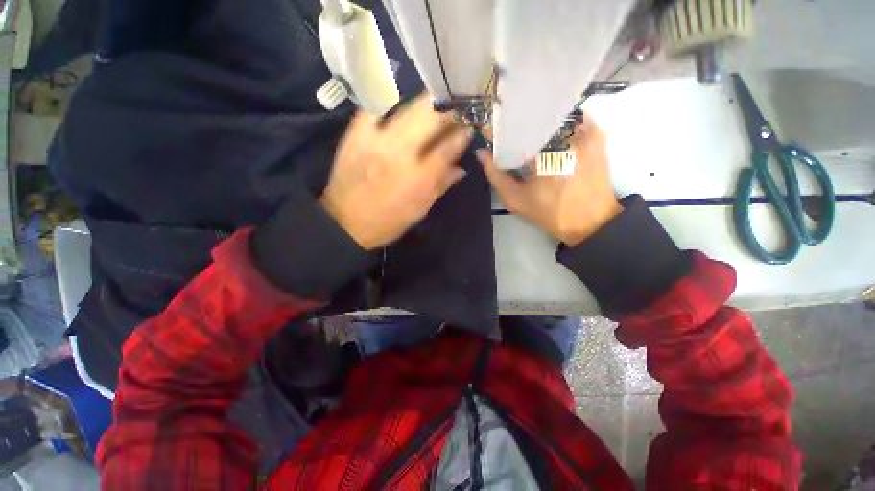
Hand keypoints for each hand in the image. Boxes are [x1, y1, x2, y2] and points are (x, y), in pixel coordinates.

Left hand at [321, 95, 472, 249]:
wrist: (345, 222)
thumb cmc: (388, 221)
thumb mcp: (419, 209)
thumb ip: (440, 185)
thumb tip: (460, 168)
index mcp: (419, 178)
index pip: (448, 146)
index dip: (462, 133)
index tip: (468, 127)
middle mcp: (400, 154)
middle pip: (430, 117)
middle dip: (446, 110)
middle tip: (453, 111)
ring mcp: (376, 140)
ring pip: (406, 108)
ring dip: (424, 106)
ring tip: (431, 109)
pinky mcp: (355, 135)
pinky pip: (375, 110)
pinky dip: (389, 110)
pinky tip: (395, 118)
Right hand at [478, 115, 621, 245]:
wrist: (590, 221)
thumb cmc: (549, 213)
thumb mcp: (516, 200)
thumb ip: (496, 176)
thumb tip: (482, 153)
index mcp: (543, 154)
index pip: (515, 129)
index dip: (501, 130)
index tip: (493, 134)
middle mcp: (565, 136)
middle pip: (534, 118)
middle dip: (519, 125)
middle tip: (510, 136)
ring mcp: (585, 132)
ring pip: (553, 115)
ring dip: (539, 123)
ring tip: (530, 136)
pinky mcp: (597, 135)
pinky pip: (573, 118)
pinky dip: (560, 123)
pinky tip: (552, 136)